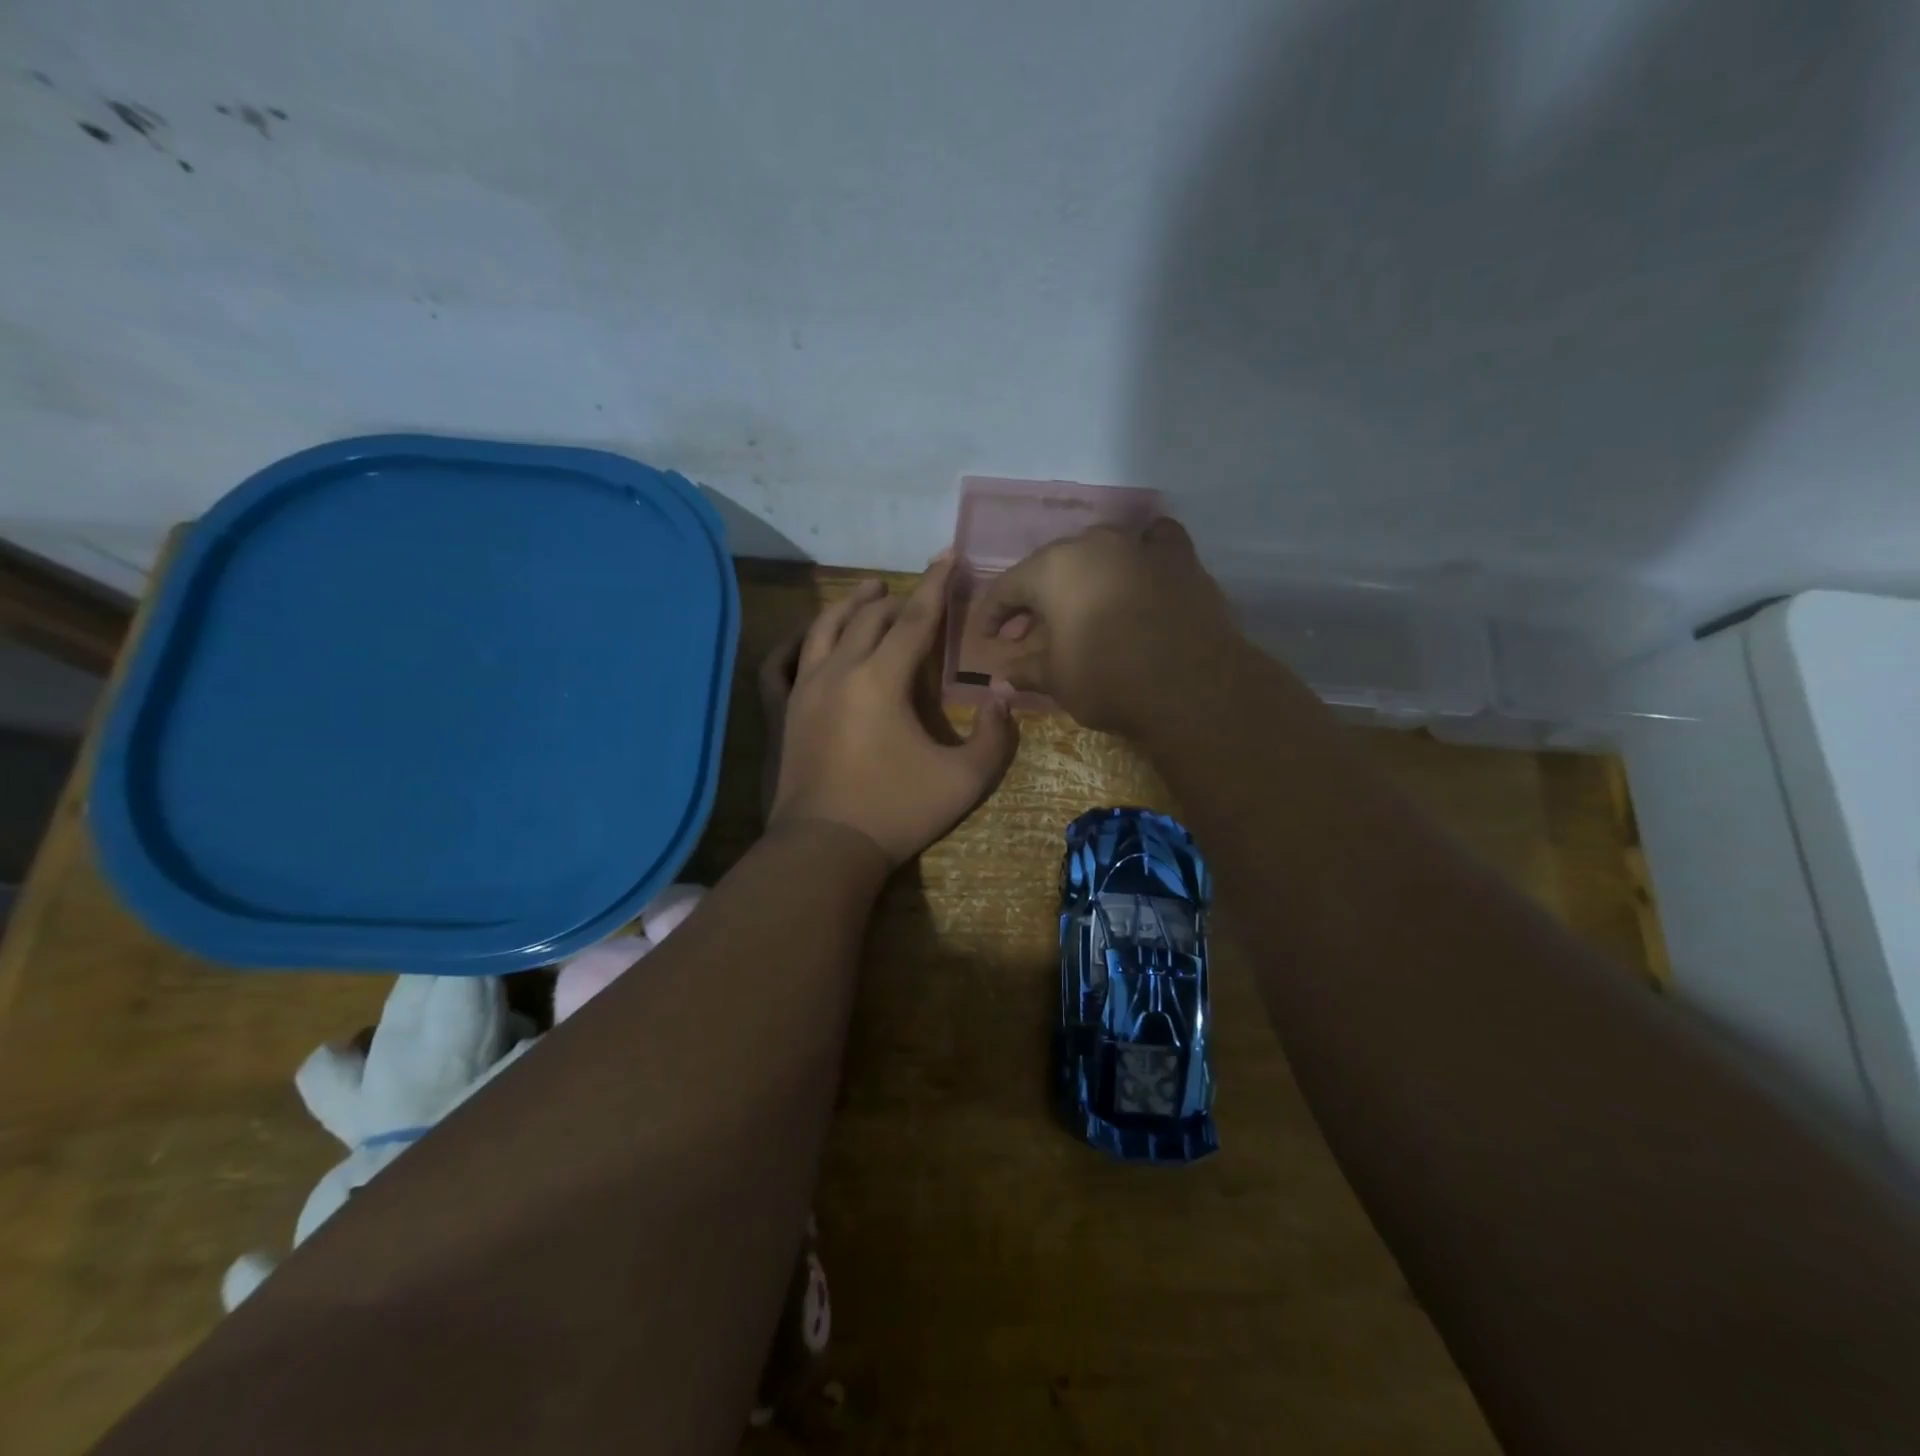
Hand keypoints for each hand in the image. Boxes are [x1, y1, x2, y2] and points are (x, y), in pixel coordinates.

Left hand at [763, 559, 1016, 866]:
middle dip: (896, 598)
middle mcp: (839, 671)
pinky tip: (808, 636)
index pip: (914, 619)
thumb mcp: (965, 780)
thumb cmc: (898, 811)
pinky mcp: (785, 711)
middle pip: (869, 618)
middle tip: (916, 593)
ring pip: (824, 629)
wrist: (826, 848)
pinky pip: (784, 662)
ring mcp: (805, 689)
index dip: (935, 586)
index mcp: (881, 679)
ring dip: (849, 605)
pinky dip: (798, 640)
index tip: (947, 556)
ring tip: (866, 591)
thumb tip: (1001, 697)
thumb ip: (994, 736)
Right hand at [978, 519, 1240, 734]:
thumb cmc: (1109, 680)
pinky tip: (1140, 569)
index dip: (992, 615)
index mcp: (1052, 569)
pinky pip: (1153, 542)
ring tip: (1082, 607)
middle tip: (1029, 632)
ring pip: (1100, 551)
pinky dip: (1141, 553)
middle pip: (1051, 567)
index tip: (986, 639)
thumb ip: (1025, 671)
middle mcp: (1093, 544)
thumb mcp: (1057, 681)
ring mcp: (1139, 545)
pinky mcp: (1180, 558)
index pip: (1008, 588)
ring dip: (1084, 576)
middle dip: (1036, 599)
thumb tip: (999, 679)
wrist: (1192, 686)